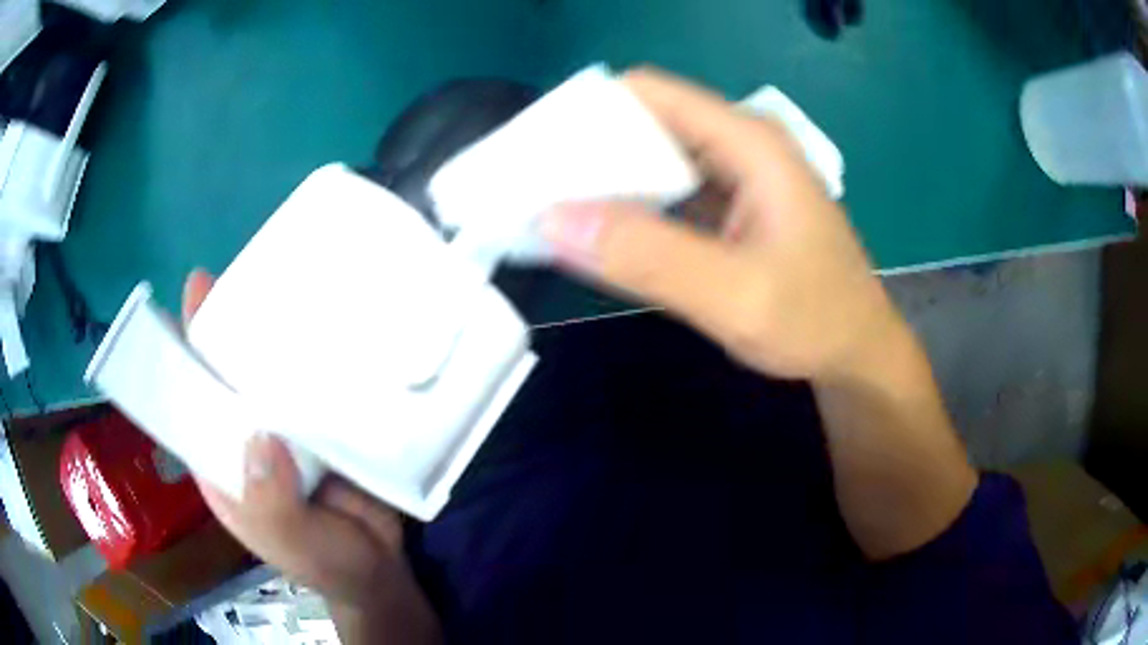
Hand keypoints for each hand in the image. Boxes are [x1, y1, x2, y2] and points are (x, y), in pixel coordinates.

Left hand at [182, 271, 439, 641]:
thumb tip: (259, 437)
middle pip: (236, 374)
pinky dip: (325, 360)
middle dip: (238, 327)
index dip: (189, 348)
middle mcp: (248, 434)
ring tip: (298, 281)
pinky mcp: (327, 424)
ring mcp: (289, 427)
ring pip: (277, 375)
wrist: (384, 572)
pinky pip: (320, 386)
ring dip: (283, 337)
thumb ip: (271, 505)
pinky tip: (340, 325)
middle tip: (253, 271)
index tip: (196, 292)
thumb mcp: (291, 545)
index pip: (195, 397)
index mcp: (223, 461)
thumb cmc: (327, 563)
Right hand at [542, 68, 905, 383]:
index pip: (648, 93)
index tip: (535, 154)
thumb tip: (551, 219)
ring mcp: (735, 174)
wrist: (856, 353)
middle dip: (587, 150)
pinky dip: (630, 206)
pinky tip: (602, 233)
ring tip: (553, 211)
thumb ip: (647, 257)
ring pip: (652, 155)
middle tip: (533, 191)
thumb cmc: (815, 322)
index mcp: (748, 142)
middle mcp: (739, 143)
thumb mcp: (735, 297)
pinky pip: (667, 189)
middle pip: (646, 120)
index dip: (587, 113)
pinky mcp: (729, 205)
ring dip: (604, 180)